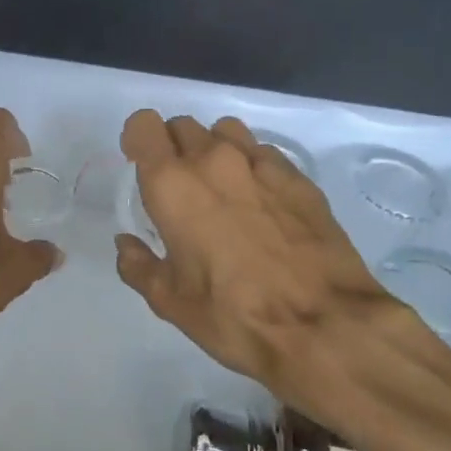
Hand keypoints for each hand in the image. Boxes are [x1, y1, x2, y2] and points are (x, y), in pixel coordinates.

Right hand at [114, 110, 439, 416]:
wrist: (323, 325)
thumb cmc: (233, 314)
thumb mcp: (170, 302)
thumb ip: (138, 266)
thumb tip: (126, 245)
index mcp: (172, 185)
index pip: (144, 125)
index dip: (137, 139)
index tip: (139, 163)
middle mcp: (213, 160)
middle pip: (183, 126)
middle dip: (173, 147)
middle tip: (178, 186)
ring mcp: (260, 163)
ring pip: (225, 131)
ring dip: (213, 148)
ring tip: (219, 186)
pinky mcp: (298, 176)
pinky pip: (263, 152)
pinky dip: (251, 165)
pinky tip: (260, 201)